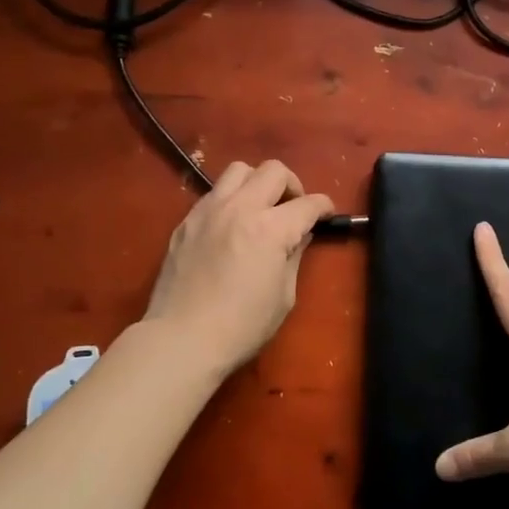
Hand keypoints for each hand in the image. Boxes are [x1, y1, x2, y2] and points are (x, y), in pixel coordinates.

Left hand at [144, 160, 333, 377]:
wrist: (181, 339)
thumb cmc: (241, 326)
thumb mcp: (283, 296)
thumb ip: (294, 256)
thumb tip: (299, 235)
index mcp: (270, 229)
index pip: (308, 204)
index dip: (324, 207)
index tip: (327, 215)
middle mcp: (240, 208)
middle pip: (273, 170)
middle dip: (293, 185)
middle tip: (293, 209)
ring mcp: (209, 210)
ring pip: (239, 169)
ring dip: (257, 182)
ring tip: (260, 208)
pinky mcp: (187, 220)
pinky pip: (214, 193)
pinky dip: (231, 199)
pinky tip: (232, 225)